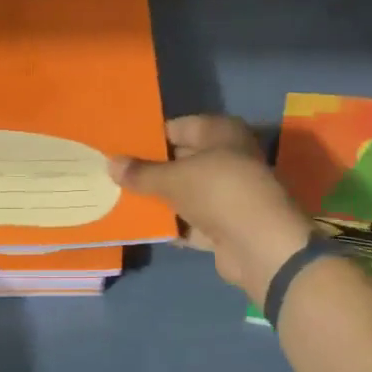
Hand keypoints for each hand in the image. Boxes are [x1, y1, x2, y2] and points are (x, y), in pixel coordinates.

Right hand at [109, 115, 312, 303]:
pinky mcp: (225, 225)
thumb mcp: (173, 178)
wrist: (260, 244)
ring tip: (119, 198)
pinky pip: (191, 220)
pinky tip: (142, 226)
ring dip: (159, 198)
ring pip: (186, 192)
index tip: (118, 146)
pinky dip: (172, 224)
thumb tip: (111, 163)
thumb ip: (141, 173)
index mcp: (221, 133)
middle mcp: (227, 157)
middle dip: (150, 169)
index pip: (177, 128)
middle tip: (113, 174)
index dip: (149, 137)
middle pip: (181, 160)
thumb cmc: (218, 191)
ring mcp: (228, 193)